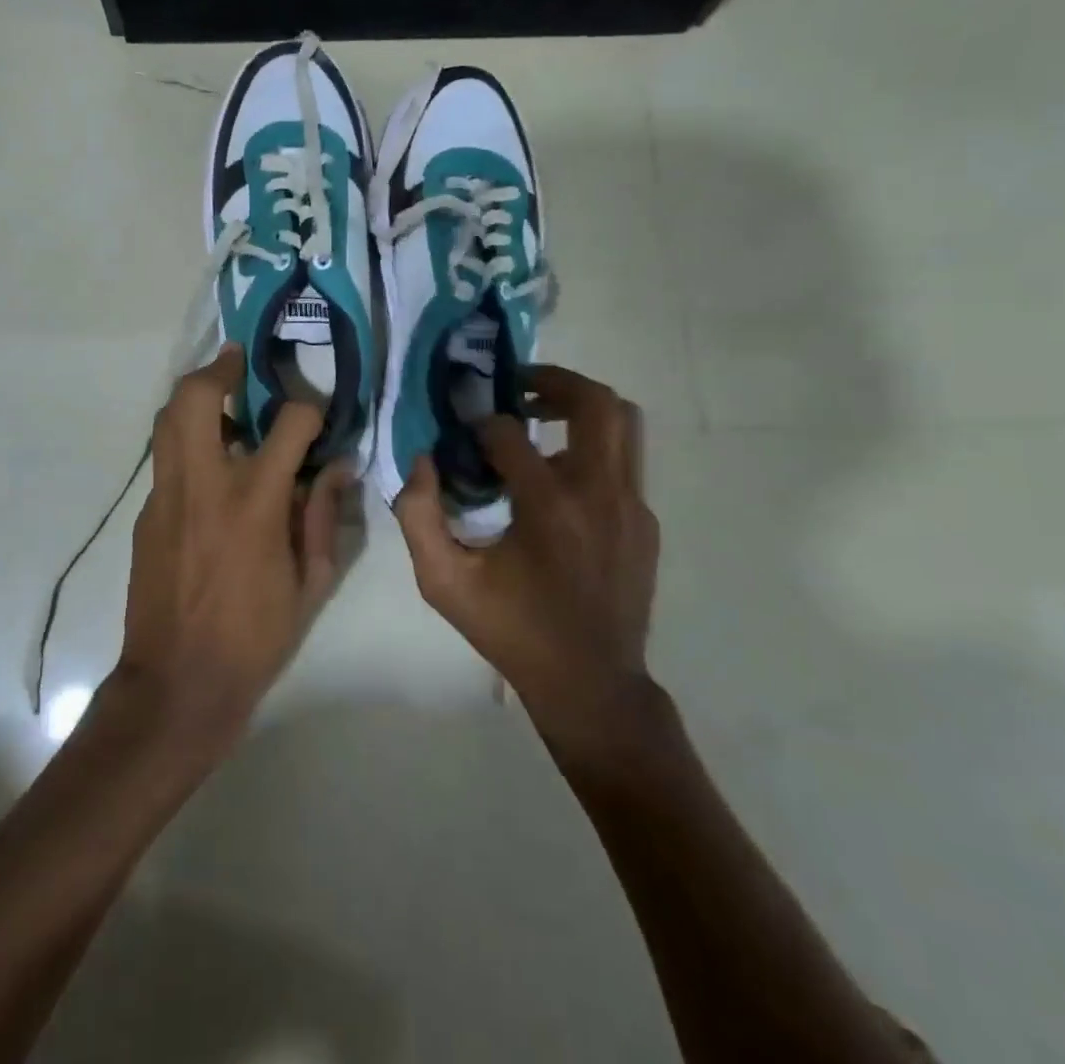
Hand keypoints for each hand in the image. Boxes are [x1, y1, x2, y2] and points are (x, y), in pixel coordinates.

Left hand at [119, 344, 353, 744]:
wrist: (178, 682)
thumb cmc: (255, 636)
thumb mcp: (310, 582)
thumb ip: (324, 515)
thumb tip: (339, 468)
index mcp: (254, 501)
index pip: (289, 423)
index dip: (310, 408)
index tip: (318, 413)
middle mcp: (204, 483)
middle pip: (198, 397)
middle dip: (219, 368)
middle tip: (238, 361)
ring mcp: (167, 495)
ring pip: (168, 419)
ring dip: (195, 396)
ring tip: (221, 397)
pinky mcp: (147, 513)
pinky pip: (165, 459)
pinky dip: (186, 442)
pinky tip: (209, 465)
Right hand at [395, 365, 659, 746]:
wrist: (591, 684)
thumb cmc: (513, 630)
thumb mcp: (445, 582)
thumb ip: (418, 516)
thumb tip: (422, 461)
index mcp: (549, 507)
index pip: (511, 433)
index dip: (481, 424)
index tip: (465, 433)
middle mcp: (600, 493)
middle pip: (595, 402)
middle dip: (553, 381)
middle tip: (516, 387)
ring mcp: (631, 505)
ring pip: (622, 423)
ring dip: (579, 407)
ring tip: (540, 417)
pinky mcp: (645, 520)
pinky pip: (623, 461)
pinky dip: (590, 448)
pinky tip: (559, 477)